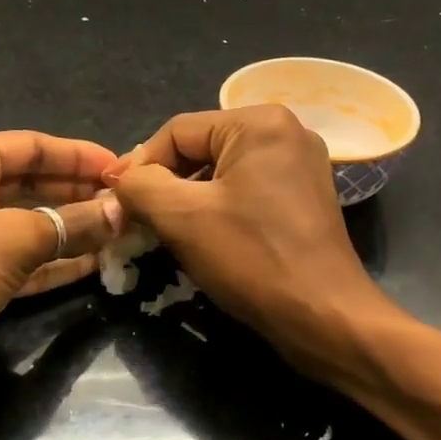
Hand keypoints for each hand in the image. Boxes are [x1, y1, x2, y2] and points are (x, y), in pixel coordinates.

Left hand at [0, 132, 123, 423]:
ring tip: (124, 233)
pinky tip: (95, 264)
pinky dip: (55, 261)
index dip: (82, 156)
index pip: (35, 146)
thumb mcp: (12, 239)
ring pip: (31, 223)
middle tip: (131, 204)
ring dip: (74, 229)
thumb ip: (72, 223)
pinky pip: (22, 258)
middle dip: (81, 194)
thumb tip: (121, 212)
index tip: (126, 170)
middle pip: (35, 183)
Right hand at [104, 106, 393, 389]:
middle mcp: (285, 130)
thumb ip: (140, 187)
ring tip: (166, 231)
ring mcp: (300, 163)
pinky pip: (246, 188)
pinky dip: (218, 207)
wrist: (324, 317)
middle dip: (166, 183)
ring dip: (189, 198)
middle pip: (201, 147)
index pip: (178, 131)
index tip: (116, 201)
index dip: (140, 165)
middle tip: (138, 219)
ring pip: (222, 170)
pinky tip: (203, 236)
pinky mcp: (304, 195)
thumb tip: (119, 180)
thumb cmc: (253, 258)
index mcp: (259, 122)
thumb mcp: (182, 218)